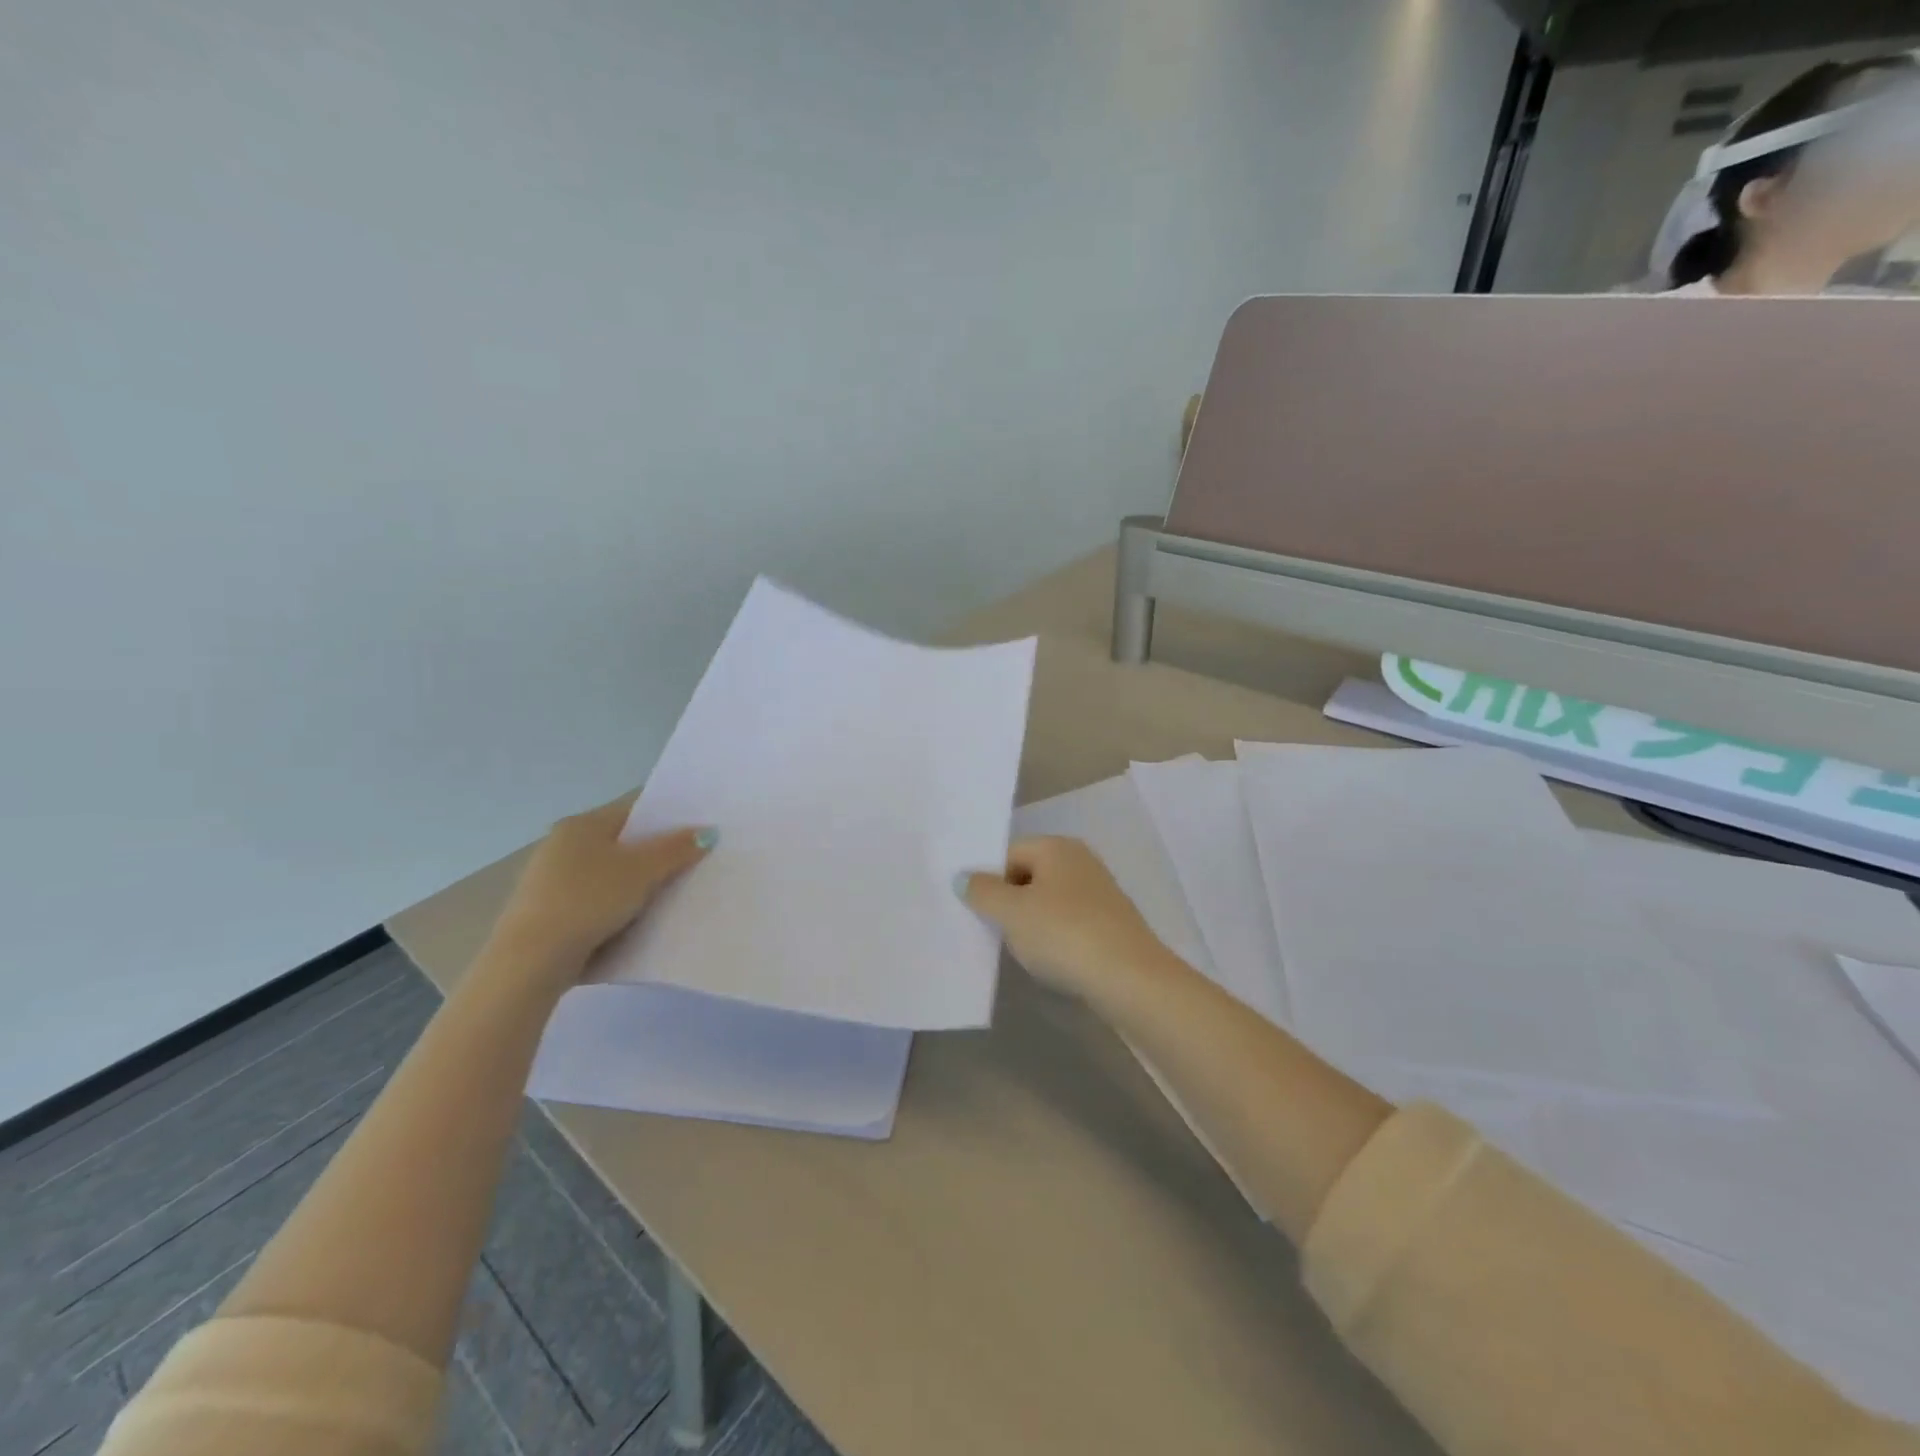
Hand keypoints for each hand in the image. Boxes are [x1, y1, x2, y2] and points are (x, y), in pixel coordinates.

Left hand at [491, 799, 714, 970]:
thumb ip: (676, 849)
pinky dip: (614, 908)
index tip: (696, 836)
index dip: (667, 821)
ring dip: (634, 885)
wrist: (530, 960)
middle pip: (621, 844)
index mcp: (582, 824)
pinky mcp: (546, 913)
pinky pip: (593, 902)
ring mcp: (550, 880)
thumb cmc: (588, 900)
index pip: (634, 812)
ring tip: (668, 897)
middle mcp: (561, 845)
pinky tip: (633, 923)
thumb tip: (707, 832)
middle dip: (653, 856)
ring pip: (608, 876)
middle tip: (690, 867)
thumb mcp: (643, 871)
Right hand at [959, 837, 1167, 998]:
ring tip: (1015, 949)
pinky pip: (1067, 923)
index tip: (972, 909)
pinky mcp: (1109, 924)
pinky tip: (1047, 959)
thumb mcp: (1012, 912)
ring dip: (1029, 922)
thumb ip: (982, 892)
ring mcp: (1098, 892)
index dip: (987, 879)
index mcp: (1057, 847)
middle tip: (987, 929)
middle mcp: (1080, 861)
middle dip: (1007, 901)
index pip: (1008, 853)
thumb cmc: (1064, 934)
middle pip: (1028, 875)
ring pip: (1048, 901)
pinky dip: (1053, 937)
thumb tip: (963, 877)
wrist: (1130, 979)